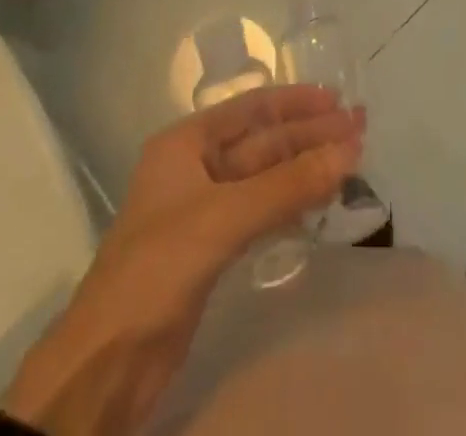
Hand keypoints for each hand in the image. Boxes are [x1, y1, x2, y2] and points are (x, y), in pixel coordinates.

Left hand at [0, 86, 363, 434]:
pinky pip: (261, 212)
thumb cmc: (157, 270)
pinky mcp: (212, 249)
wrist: (105, 365)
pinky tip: (322, 200)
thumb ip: (288, 185)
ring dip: (306, 168)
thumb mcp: (223, 219)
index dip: (295, 101)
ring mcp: (204, 209)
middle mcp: (196, 167)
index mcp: (186, 143)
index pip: (251, 108)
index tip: (338, 100)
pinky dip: (292, 203)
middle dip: (310, 135)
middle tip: (360, 129)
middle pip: (263, 142)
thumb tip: (350, 150)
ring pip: (265, 178)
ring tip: (353, 160)